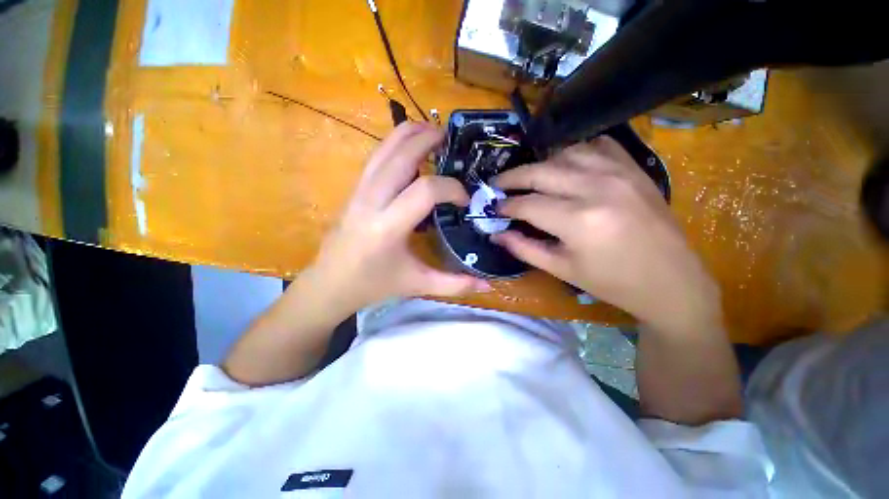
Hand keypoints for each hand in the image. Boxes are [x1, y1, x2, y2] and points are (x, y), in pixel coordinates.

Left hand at [311, 122, 489, 313]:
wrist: (330, 284)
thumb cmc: (374, 285)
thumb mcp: (417, 285)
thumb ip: (454, 285)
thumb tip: (488, 285)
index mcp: (388, 227)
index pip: (425, 190)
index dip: (451, 188)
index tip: (464, 200)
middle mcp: (371, 201)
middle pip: (401, 155)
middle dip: (428, 140)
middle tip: (451, 138)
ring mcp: (359, 191)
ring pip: (384, 149)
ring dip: (409, 134)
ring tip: (433, 132)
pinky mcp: (354, 190)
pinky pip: (376, 158)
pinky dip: (396, 145)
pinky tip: (411, 150)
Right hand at [493, 137, 720, 335]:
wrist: (672, 281)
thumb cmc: (612, 282)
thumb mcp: (561, 269)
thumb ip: (524, 248)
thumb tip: (496, 234)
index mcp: (578, 221)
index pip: (527, 204)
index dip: (506, 205)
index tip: (494, 207)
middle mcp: (597, 188)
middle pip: (541, 171)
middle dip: (513, 177)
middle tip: (498, 184)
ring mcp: (619, 172)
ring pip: (565, 153)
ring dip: (542, 164)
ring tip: (530, 179)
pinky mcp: (634, 168)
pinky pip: (597, 146)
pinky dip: (575, 152)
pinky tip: (567, 167)